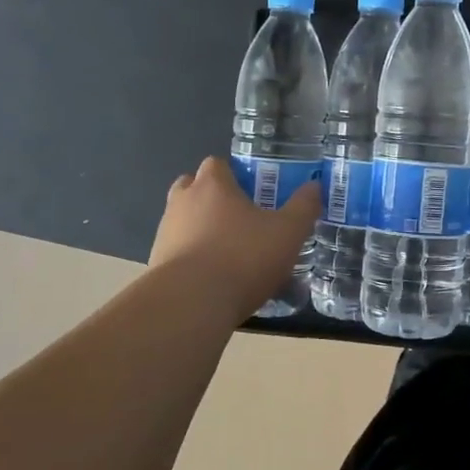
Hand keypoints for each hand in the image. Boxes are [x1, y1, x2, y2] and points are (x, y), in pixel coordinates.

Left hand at [149, 156, 320, 318]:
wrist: (190, 305)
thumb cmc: (242, 257)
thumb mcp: (288, 232)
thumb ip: (304, 207)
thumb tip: (314, 187)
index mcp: (212, 185)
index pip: (217, 164)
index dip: (234, 174)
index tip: (253, 191)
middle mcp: (182, 202)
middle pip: (193, 188)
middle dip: (213, 198)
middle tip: (239, 218)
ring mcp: (165, 233)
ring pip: (183, 221)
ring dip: (201, 230)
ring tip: (229, 253)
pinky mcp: (155, 265)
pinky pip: (177, 252)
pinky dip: (192, 259)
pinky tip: (213, 280)